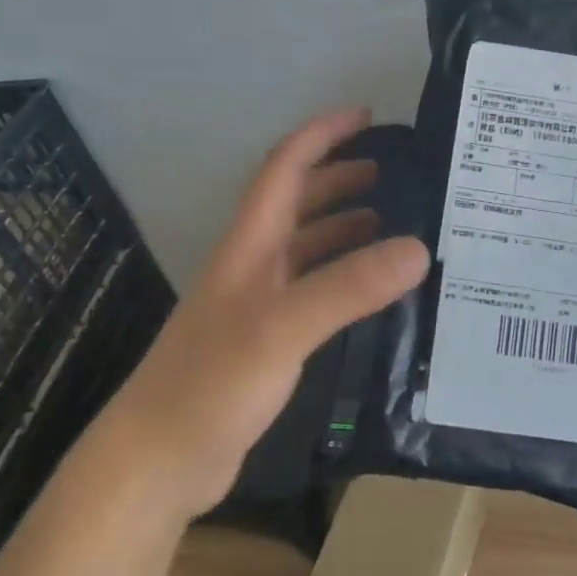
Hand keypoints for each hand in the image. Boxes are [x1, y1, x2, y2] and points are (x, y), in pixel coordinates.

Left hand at [103, 107, 429, 521]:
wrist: (158, 460)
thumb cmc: (210, 382)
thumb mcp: (282, 328)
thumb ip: (348, 287)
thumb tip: (418, 248)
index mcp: (249, 245)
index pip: (284, 168)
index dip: (322, 135)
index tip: (366, 115)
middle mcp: (252, 265)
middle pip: (296, 203)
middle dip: (339, 179)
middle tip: (392, 174)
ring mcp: (256, 305)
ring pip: (305, 249)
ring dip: (342, 228)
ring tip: (391, 227)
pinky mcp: (265, 343)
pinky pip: (311, 292)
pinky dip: (342, 280)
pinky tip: (370, 294)